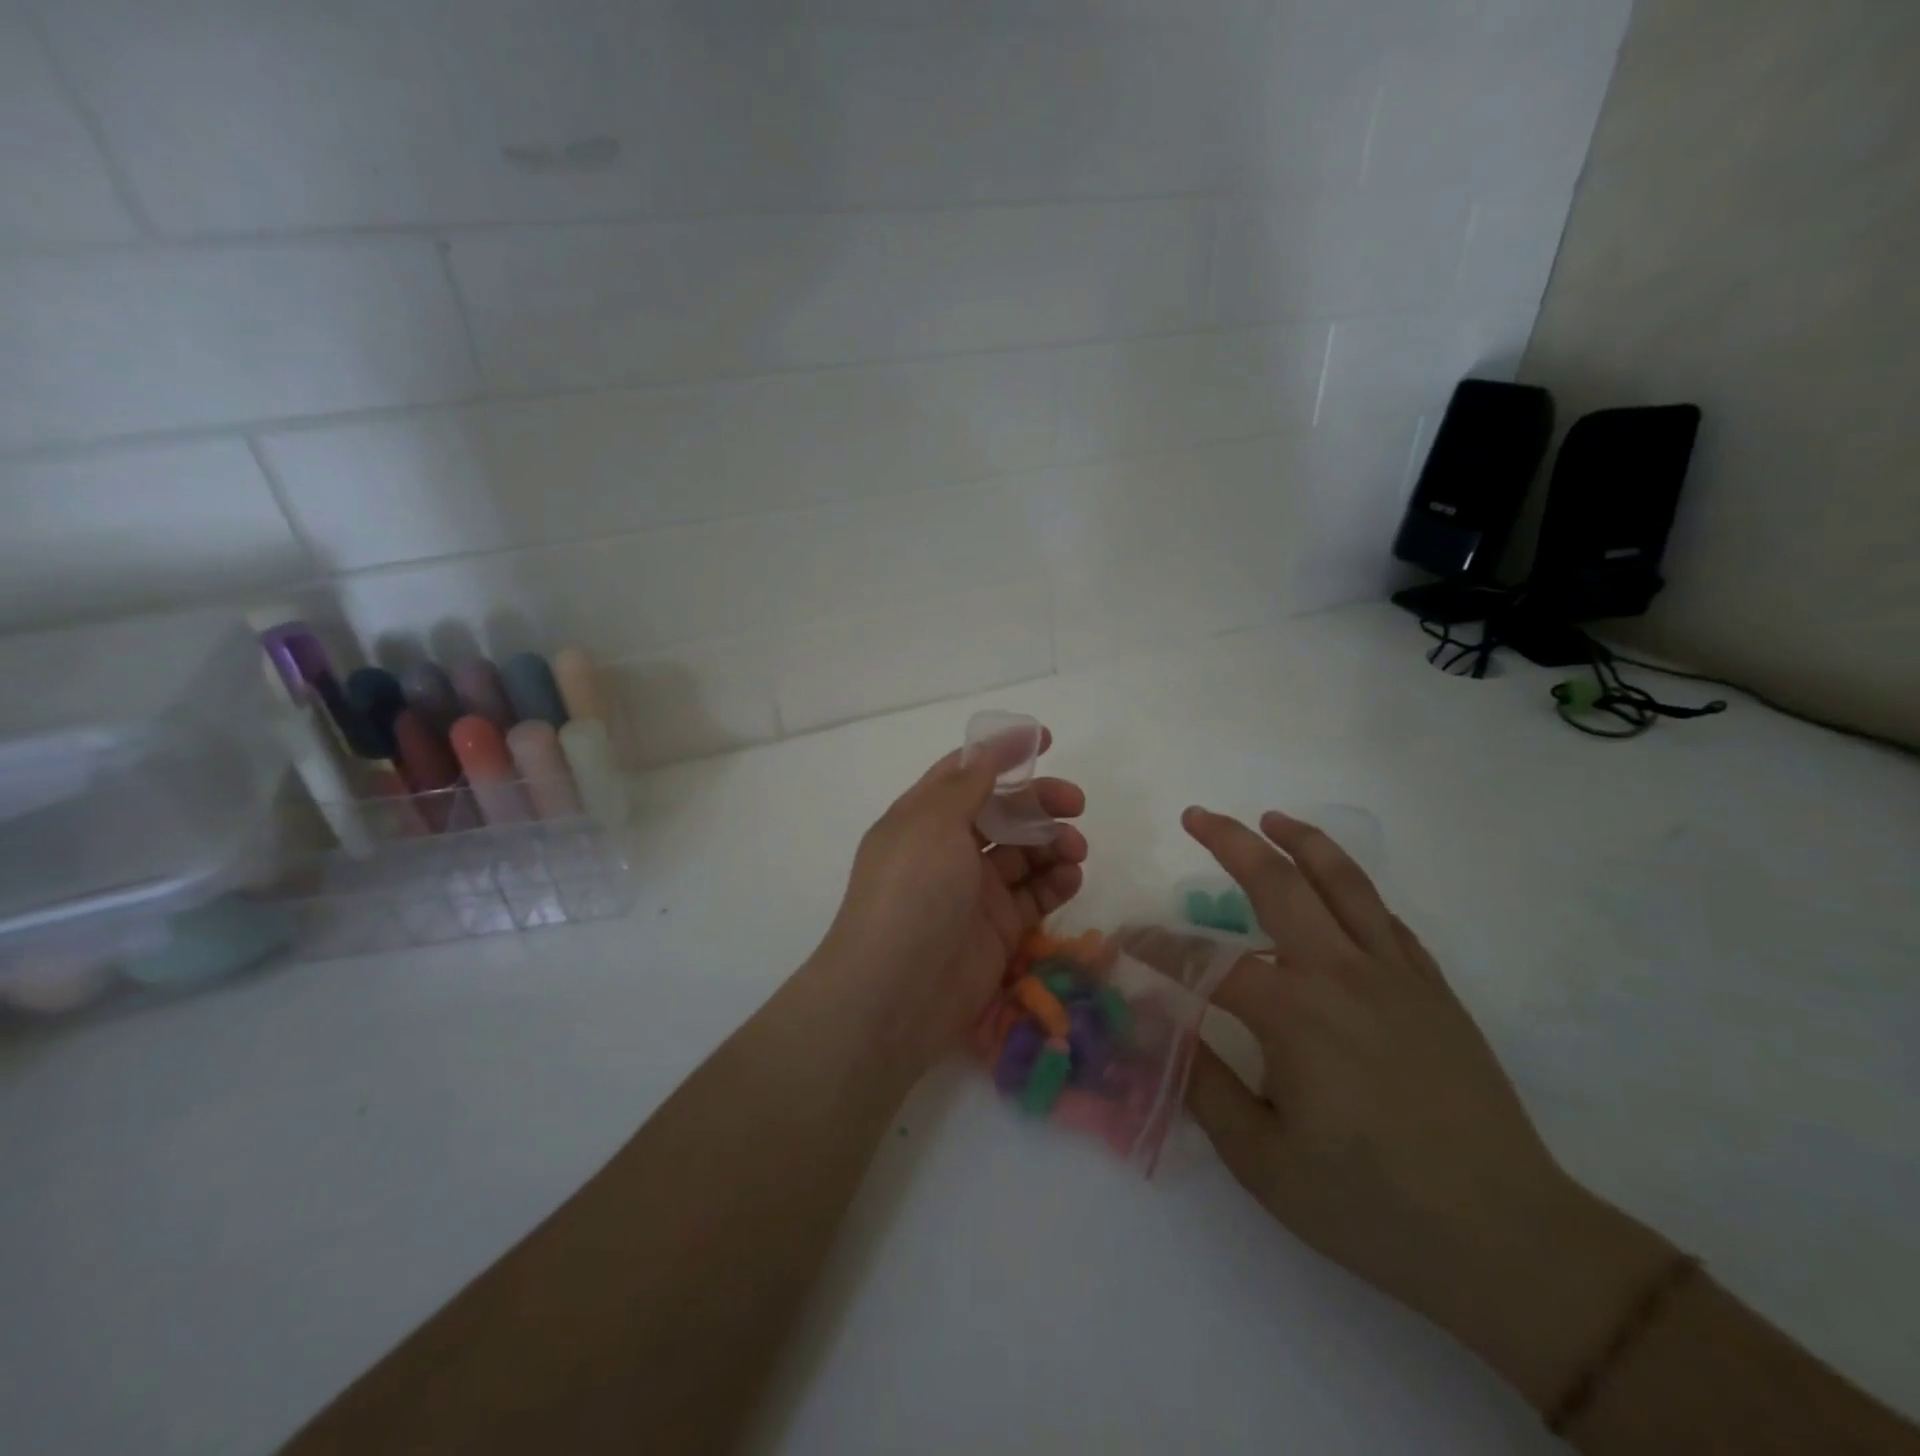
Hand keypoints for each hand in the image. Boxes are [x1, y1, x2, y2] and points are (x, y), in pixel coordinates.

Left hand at [809, 733, 1086, 1078]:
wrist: (896, 993)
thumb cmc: (912, 892)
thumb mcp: (933, 822)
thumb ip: (970, 780)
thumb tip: (996, 740)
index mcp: (924, 817)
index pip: (967, 772)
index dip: (1003, 754)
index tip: (1046, 741)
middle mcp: (948, 849)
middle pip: (1003, 811)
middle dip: (1040, 802)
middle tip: (1075, 804)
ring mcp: (974, 891)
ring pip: (1024, 853)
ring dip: (1054, 842)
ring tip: (1075, 850)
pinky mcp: (998, 929)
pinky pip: (1035, 895)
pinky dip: (1056, 882)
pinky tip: (1070, 878)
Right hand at [1181, 807, 1671, 1409]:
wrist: (1511, 1242)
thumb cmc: (1373, 1208)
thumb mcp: (1264, 1161)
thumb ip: (1204, 1084)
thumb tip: (1159, 1023)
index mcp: (1293, 1014)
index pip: (1204, 961)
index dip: (1157, 946)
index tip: (1125, 940)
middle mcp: (1340, 973)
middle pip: (1277, 882)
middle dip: (1229, 841)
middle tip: (1195, 815)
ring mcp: (1395, 975)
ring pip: (1343, 882)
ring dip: (1301, 840)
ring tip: (1270, 819)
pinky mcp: (1434, 989)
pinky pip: (1386, 919)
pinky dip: (1353, 890)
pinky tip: (1337, 890)